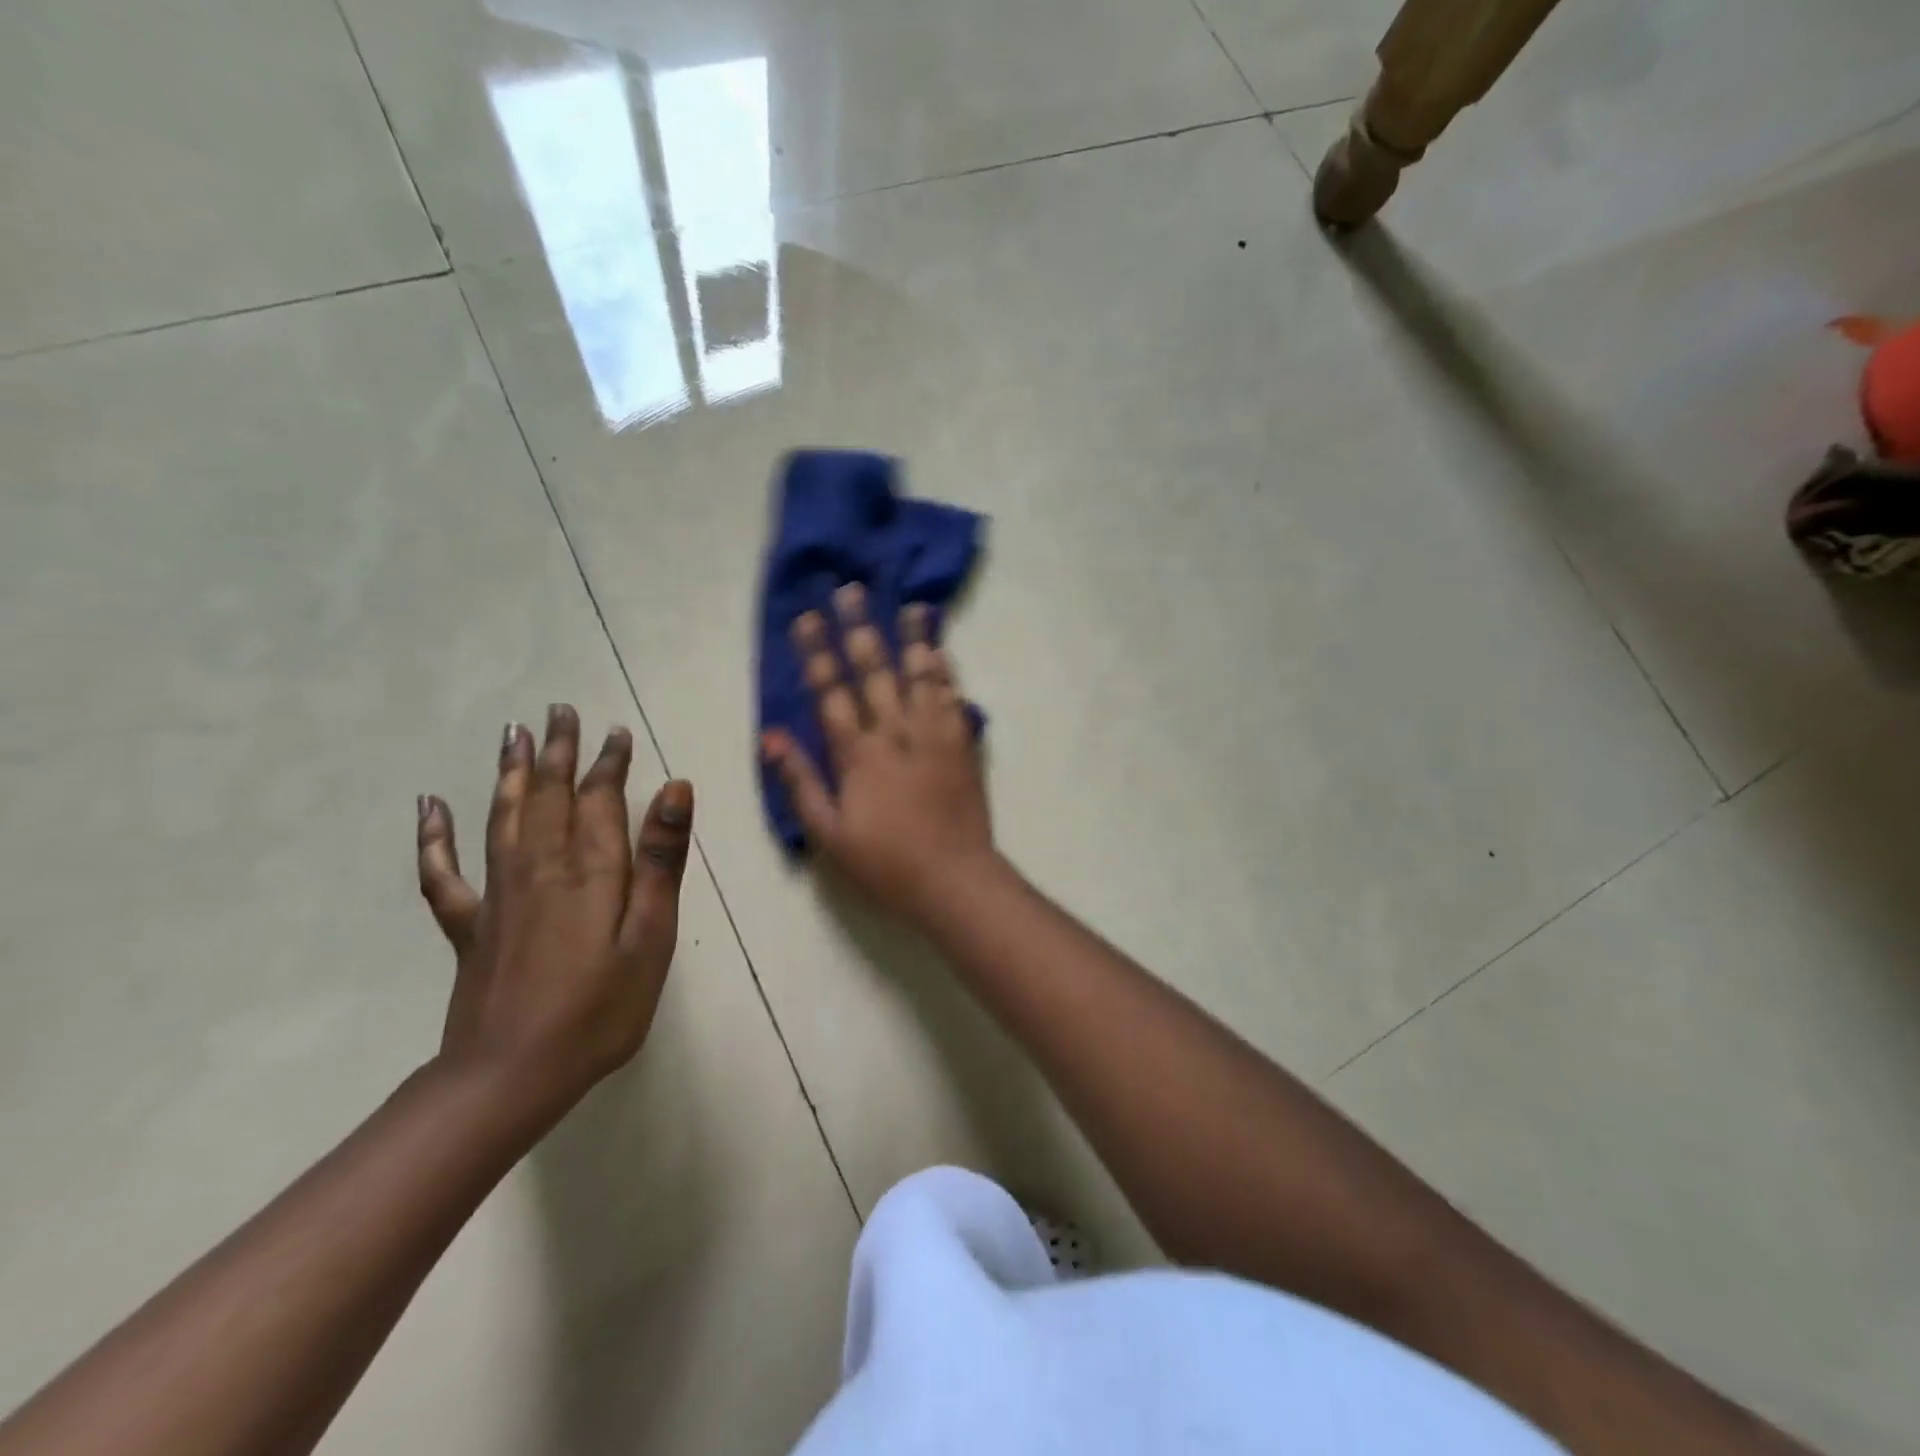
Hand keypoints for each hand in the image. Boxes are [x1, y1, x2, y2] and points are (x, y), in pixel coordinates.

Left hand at [415, 704, 694, 1111]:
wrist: (512, 1076)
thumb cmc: (601, 1008)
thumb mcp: (651, 935)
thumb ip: (660, 860)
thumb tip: (675, 789)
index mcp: (590, 871)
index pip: (599, 800)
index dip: (608, 763)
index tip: (615, 731)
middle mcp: (541, 868)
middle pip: (548, 796)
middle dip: (557, 752)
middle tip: (559, 711)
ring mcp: (499, 896)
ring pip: (504, 817)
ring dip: (510, 773)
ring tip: (513, 733)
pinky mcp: (472, 926)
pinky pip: (445, 873)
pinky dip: (435, 837)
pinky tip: (429, 806)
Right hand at [763, 584, 997, 922]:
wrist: (955, 880)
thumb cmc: (886, 864)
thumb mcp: (829, 835)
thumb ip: (801, 782)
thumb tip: (771, 736)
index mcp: (859, 756)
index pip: (832, 694)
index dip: (817, 654)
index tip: (805, 618)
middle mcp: (896, 735)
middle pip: (876, 672)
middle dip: (860, 629)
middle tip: (851, 591)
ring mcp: (934, 737)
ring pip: (921, 677)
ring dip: (913, 639)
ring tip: (910, 605)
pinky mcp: (963, 746)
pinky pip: (954, 699)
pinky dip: (947, 672)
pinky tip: (942, 651)